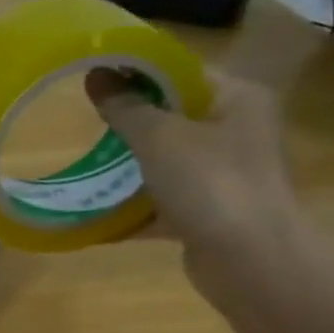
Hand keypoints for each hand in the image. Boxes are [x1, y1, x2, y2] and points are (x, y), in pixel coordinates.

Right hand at [86, 67, 306, 303]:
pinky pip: (162, 204)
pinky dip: (132, 210)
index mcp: (238, 100)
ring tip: (84, 166)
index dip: (139, 73)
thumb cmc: (210, 183)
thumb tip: (95, 75)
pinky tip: (93, 214)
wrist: (249, 259)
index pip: (183, 73)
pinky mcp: (208, 214)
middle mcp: (236, 133)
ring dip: (127, 168)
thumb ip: (125, 107)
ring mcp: (223, 177)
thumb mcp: (159, 137)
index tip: (97, 79)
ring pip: (166, 163)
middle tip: (87, 124)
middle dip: (128, 123)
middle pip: (173, 118)